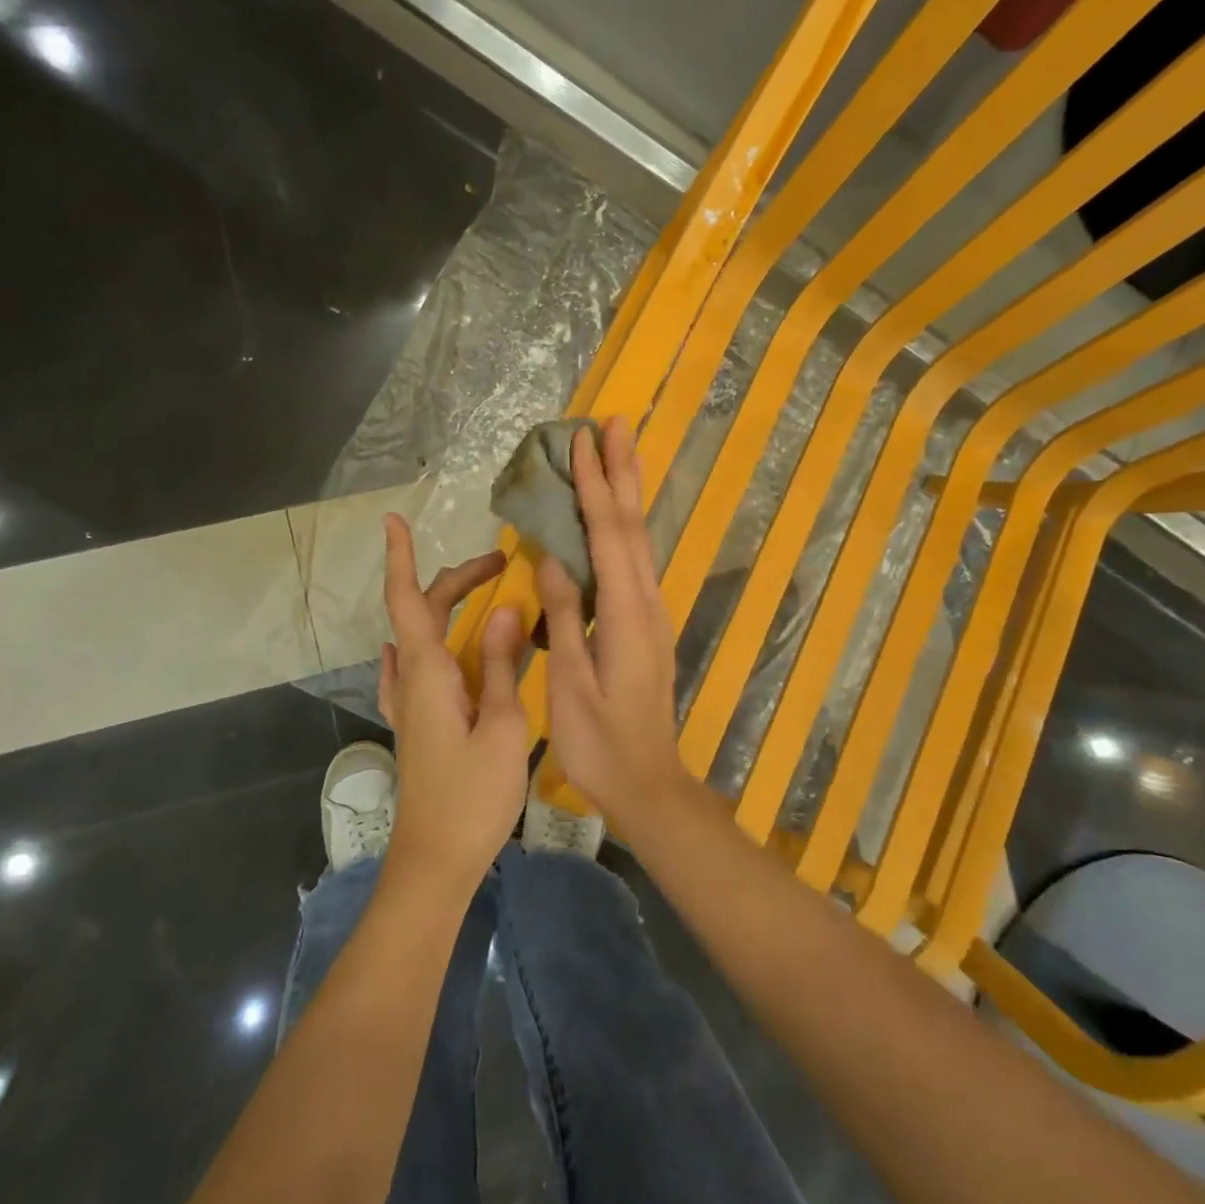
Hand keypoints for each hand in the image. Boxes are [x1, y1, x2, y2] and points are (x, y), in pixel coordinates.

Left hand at [378, 516, 530, 891]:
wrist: (435, 860)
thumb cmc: (473, 796)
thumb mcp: (502, 726)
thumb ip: (501, 665)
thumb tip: (505, 608)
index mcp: (428, 673)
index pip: (409, 600)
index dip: (401, 558)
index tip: (394, 519)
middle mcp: (411, 680)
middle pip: (422, 612)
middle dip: (456, 579)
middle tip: (501, 564)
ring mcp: (409, 704)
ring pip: (420, 638)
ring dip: (447, 608)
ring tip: (485, 596)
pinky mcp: (416, 724)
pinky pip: (415, 668)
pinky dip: (428, 642)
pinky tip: (436, 648)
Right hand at [535, 418, 686, 819]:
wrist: (647, 781)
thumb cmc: (600, 742)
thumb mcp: (571, 684)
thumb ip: (567, 617)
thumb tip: (553, 557)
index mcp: (625, 613)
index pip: (608, 534)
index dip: (593, 484)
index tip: (582, 440)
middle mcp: (646, 602)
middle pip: (633, 524)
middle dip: (622, 471)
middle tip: (615, 422)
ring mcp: (651, 612)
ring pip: (638, 539)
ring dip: (628, 492)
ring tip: (618, 451)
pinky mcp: (646, 624)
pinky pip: (635, 561)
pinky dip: (624, 526)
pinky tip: (614, 518)